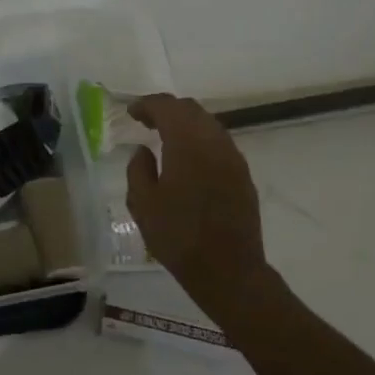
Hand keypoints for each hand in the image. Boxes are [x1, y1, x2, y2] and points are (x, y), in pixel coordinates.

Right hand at [126, 94, 271, 318]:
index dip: (147, 104)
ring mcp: (233, 158)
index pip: (167, 107)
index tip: (131, 113)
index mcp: (187, 143)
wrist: (228, 270)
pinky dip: (200, 140)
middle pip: (191, 110)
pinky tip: (188, 159)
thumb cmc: (178, 236)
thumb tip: (144, 150)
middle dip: (167, 110)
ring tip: (165, 139)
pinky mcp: (243, 175)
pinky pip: (219, 143)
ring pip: (208, 124)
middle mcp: (214, 142)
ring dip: (185, 124)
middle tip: (145, 122)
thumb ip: (138, 169)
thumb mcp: (142, 204)